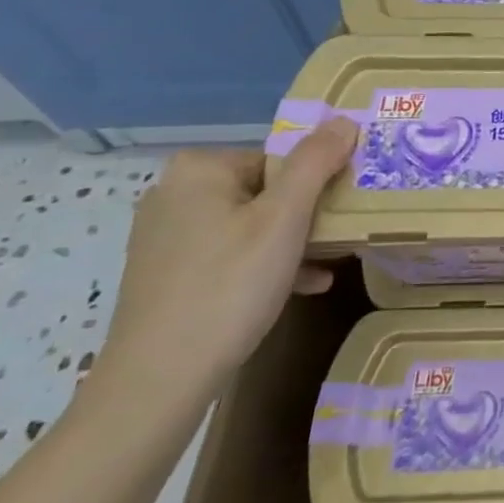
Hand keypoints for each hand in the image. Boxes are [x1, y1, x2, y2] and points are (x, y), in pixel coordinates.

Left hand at [98, 118, 359, 404]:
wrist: (159, 382)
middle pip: (265, 190)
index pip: (279, 159)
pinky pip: (229, 255)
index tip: (340, 212)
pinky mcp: (166, 274)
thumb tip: (345, 120)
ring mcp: (166, 236)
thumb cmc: (229, 286)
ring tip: (329, 263)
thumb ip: (317, 162)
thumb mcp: (285, 218)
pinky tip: (303, 286)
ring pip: (250, 225)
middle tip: (339, 238)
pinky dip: (263, 265)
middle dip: (305, 215)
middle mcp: (174, 194)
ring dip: (291, 242)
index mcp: (199, 169)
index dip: (315, 184)